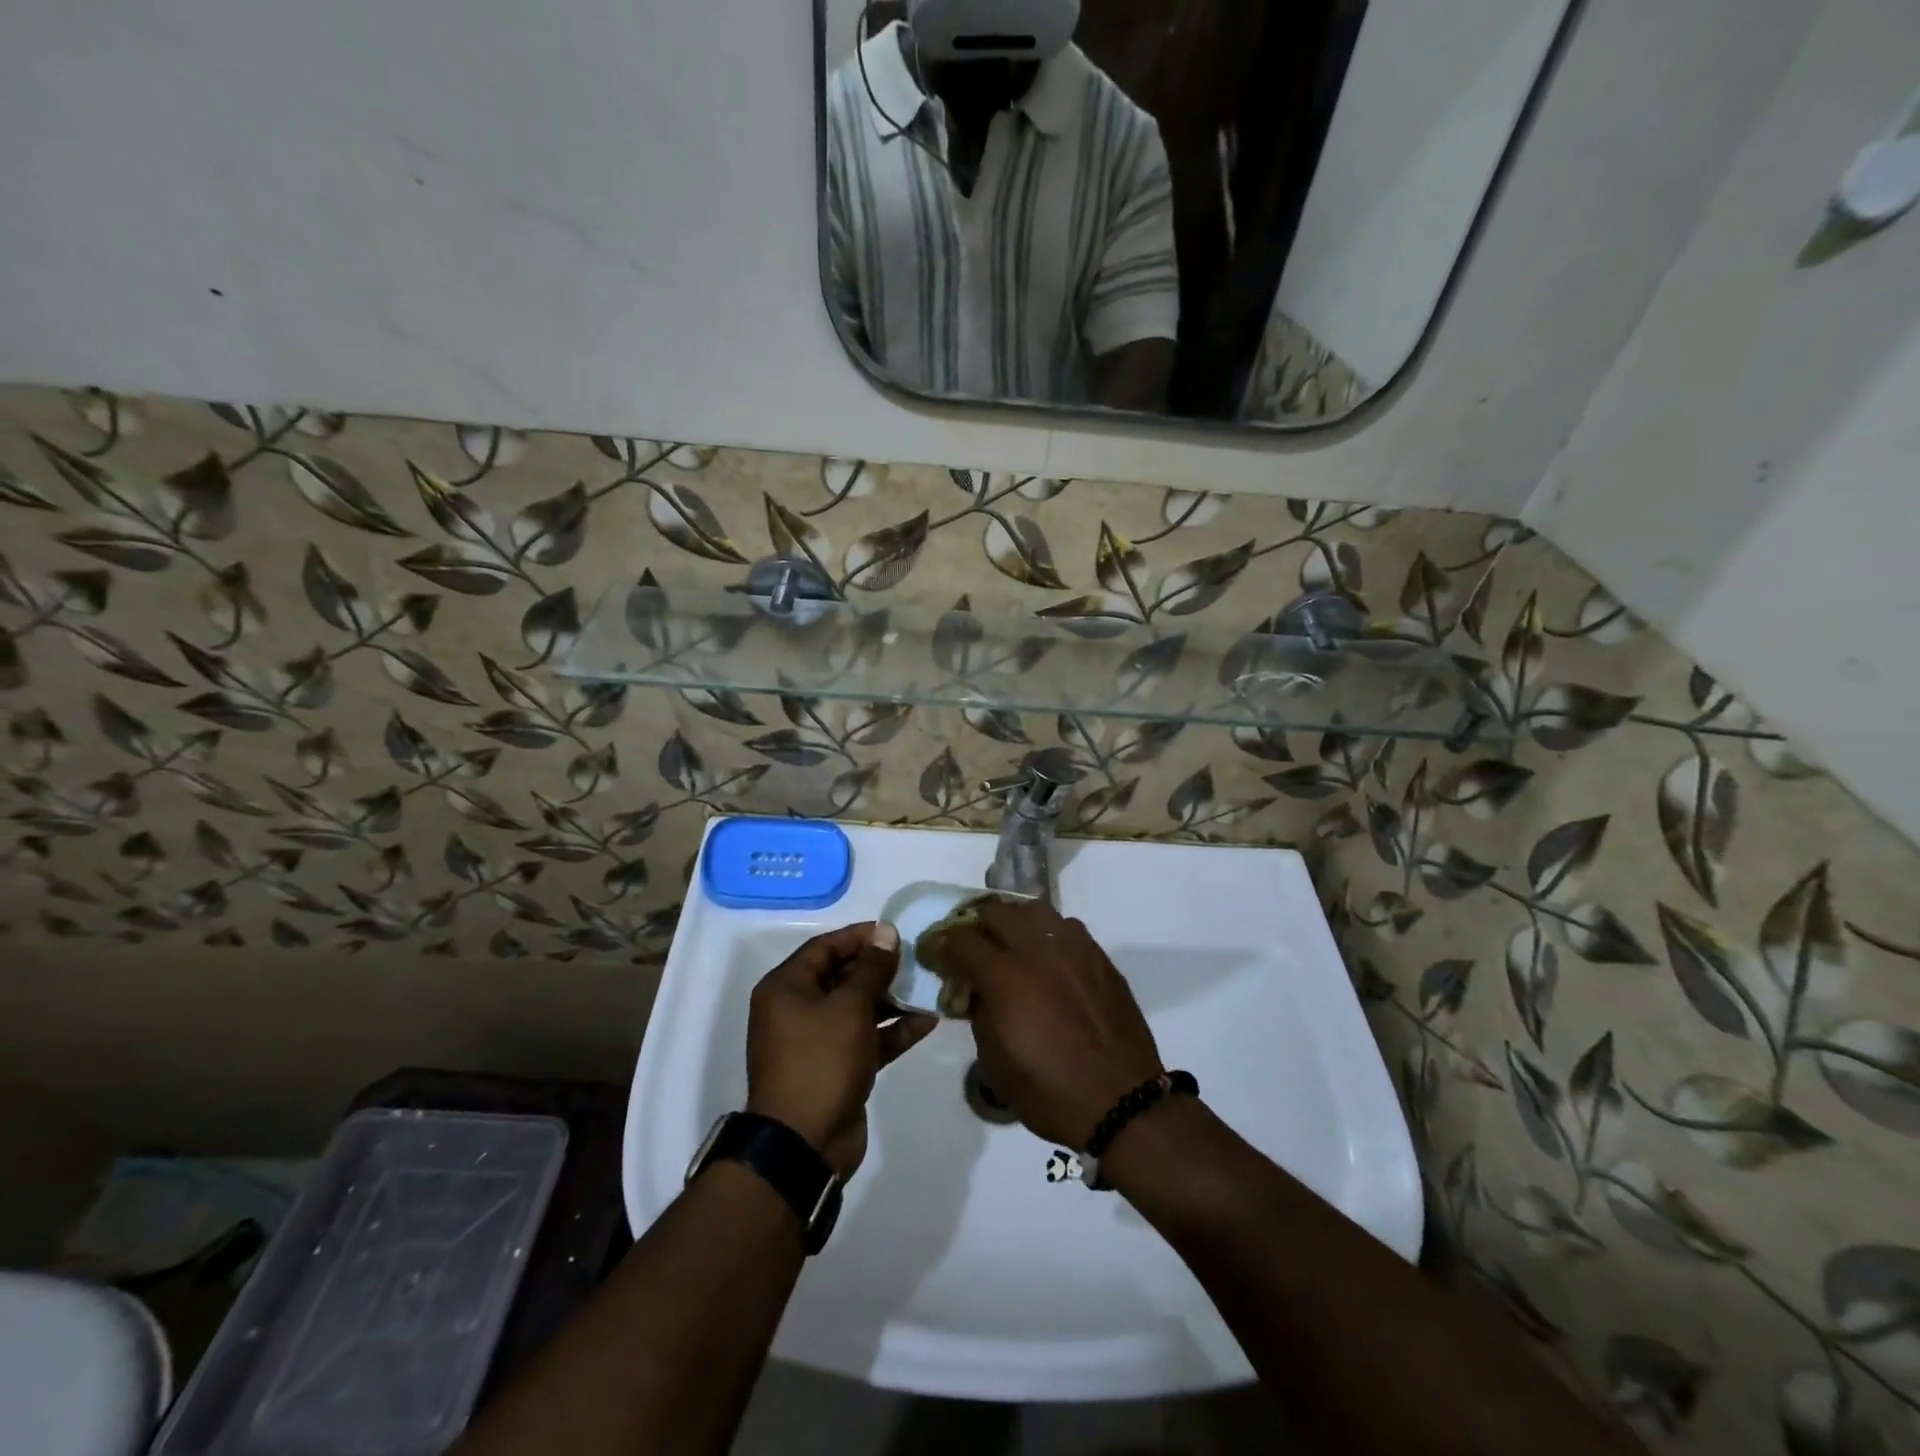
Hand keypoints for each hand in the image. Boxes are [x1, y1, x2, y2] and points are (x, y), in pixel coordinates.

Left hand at [746, 923, 937, 1176]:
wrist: (804, 1144)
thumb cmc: (821, 1061)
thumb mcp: (849, 1008)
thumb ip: (871, 968)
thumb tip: (885, 931)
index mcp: (787, 988)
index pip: (825, 947)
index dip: (859, 936)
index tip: (895, 932)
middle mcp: (797, 1009)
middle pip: (842, 976)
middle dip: (879, 968)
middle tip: (916, 959)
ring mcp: (817, 1040)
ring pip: (857, 1008)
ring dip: (890, 999)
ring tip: (927, 987)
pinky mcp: (837, 1067)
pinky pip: (866, 1038)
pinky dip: (892, 1031)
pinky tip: (926, 1022)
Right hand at [920, 898, 1163, 1149]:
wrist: (1120, 1101)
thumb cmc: (1049, 1091)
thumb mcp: (995, 1063)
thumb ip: (979, 1014)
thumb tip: (975, 991)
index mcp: (1005, 978)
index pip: (961, 939)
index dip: (941, 943)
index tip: (936, 953)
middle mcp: (1037, 951)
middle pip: (996, 911)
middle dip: (975, 925)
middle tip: (971, 946)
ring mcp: (1072, 949)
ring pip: (1033, 910)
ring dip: (1013, 920)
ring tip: (1008, 942)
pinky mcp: (1099, 956)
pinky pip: (1066, 926)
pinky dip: (1046, 932)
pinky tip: (1046, 955)